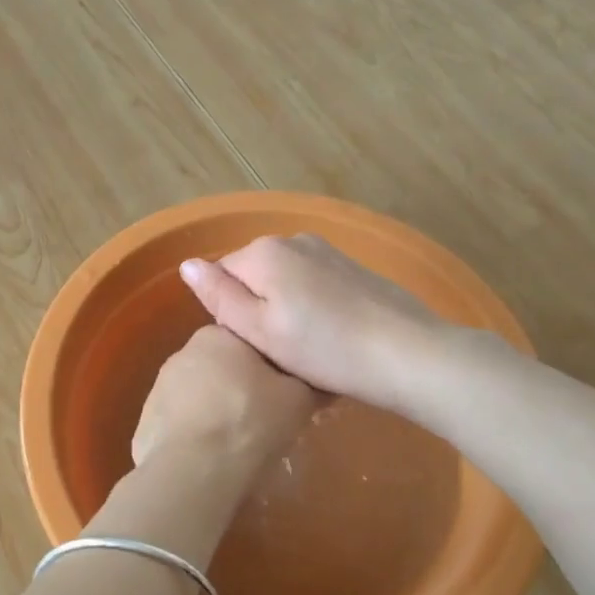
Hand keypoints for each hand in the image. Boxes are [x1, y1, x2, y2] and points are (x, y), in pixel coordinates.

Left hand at [131, 325, 316, 469]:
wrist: (194, 471)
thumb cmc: (250, 423)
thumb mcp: (298, 399)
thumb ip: (307, 381)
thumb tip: (317, 377)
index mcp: (217, 337)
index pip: (248, 343)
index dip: (268, 369)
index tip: (282, 393)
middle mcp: (182, 354)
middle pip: (221, 369)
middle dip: (239, 390)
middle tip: (262, 422)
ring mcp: (158, 389)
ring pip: (198, 398)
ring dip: (214, 414)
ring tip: (236, 446)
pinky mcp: (145, 423)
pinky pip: (179, 426)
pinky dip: (194, 438)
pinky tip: (209, 460)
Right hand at [178, 234, 446, 411]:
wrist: (407, 354)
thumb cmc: (324, 349)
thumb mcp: (260, 331)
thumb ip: (220, 296)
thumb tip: (187, 264)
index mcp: (264, 252)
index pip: (220, 275)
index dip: (231, 312)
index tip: (253, 344)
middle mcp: (294, 240)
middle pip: (253, 276)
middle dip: (258, 309)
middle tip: (278, 352)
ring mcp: (328, 251)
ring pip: (285, 282)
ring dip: (286, 310)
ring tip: (307, 349)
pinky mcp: (354, 269)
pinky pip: (314, 285)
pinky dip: (313, 308)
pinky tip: (331, 337)